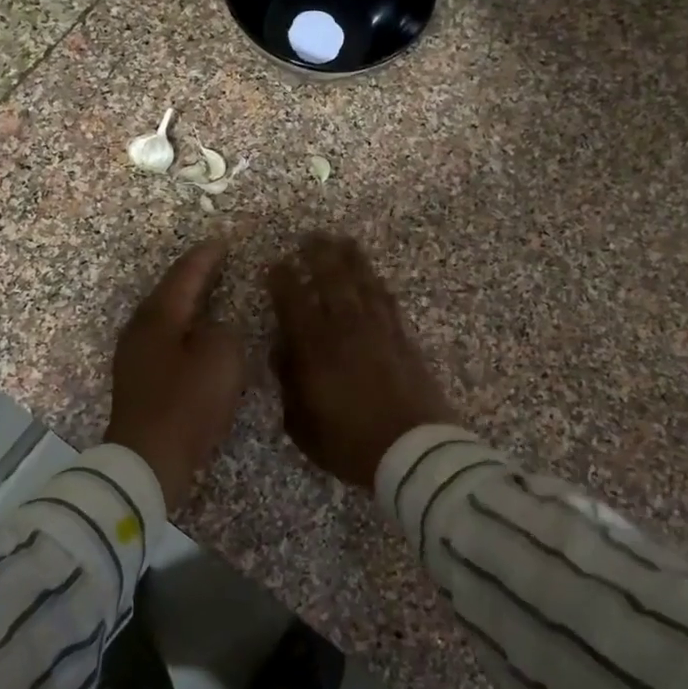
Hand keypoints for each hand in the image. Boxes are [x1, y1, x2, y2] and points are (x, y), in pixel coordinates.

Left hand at [105, 239, 247, 511]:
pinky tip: (196, 339)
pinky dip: (183, 331)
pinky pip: (165, 341)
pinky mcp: (138, 381)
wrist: (148, 458)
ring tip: (209, 295)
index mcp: (159, 317)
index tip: (222, 240)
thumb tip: (213, 330)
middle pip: (169, 293)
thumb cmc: (187, 404)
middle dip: (193, 277)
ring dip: (187, 305)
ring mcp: (134, 356)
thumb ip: (223, 332)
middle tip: (216, 262)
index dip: (206, 257)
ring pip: (165, 319)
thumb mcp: (221, 359)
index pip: (185, 276)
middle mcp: (140, 330)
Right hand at [267, 233, 457, 486]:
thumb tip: (283, 349)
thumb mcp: (302, 424)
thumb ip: (289, 382)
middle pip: (332, 280)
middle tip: (309, 236)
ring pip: (363, 283)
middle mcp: (347, 330)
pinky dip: (378, 284)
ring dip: (351, 259)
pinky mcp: (404, 339)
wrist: (413, 452)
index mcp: (316, 349)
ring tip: (341, 240)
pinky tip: (374, 276)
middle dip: (318, 255)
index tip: (275, 264)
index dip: (282, 279)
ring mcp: (379, 331)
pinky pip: (388, 301)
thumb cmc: (350, 443)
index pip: (294, 302)